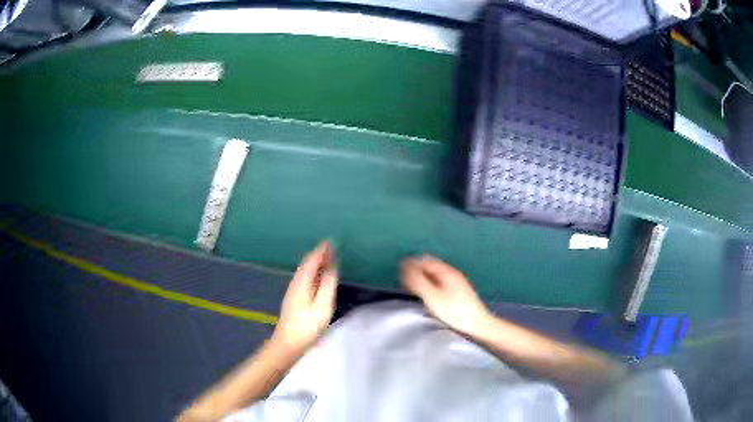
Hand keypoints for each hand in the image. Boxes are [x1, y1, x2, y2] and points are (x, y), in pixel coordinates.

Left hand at [273, 241, 337, 351]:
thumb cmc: (307, 326)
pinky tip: (317, 278)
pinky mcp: (293, 299)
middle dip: (318, 255)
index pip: (312, 260)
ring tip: (327, 259)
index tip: (330, 242)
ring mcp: (293, 291)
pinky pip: (304, 278)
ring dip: (315, 263)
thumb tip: (332, 267)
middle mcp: (295, 283)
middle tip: (331, 248)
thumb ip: (327, 285)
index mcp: (302, 282)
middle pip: (306, 264)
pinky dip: (312, 272)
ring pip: (304, 271)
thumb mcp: (322, 306)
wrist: (288, 343)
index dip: (321, 251)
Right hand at [401, 255, 491, 335]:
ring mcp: (457, 283)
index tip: (400, 275)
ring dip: (423, 279)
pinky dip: (431, 286)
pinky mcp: (459, 293)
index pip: (425, 260)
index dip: (411, 264)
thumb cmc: (454, 311)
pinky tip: (429, 297)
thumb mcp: (432, 296)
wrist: (478, 324)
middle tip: (405, 284)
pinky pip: (441, 283)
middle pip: (430, 266)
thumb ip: (418, 281)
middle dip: (416, 272)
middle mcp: (452, 273)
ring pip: (435, 275)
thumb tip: (405, 266)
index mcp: (446, 271)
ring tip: (414, 291)